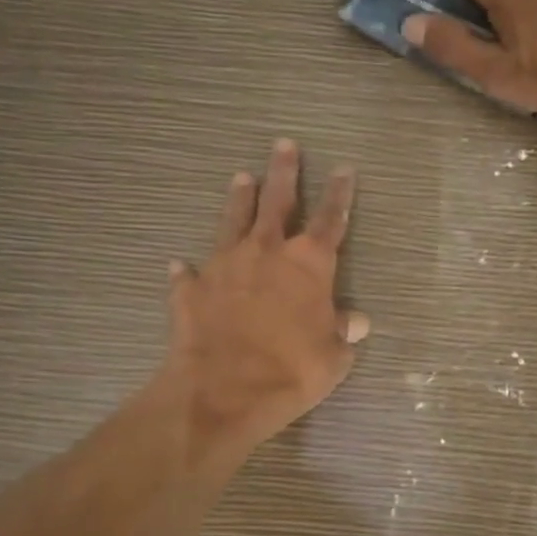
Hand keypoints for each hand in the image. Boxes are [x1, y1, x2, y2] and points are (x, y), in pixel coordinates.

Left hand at [162, 139, 368, 463]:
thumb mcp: (333, 357)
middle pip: (277, 202)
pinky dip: (187, 269)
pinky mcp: (191, 288)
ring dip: (239, 199)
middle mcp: (266, 252)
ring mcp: (224, 266)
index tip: (344, 169)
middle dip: (284, 172)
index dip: (340, 194)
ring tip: (241, 177)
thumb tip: (356, 320)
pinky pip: (189, 273)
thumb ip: (344, 332)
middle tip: (284, 145)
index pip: (331, 220)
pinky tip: (180, 264)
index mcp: (308, 265)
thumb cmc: (291, 371)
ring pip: (233, 221)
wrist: (223, 391)